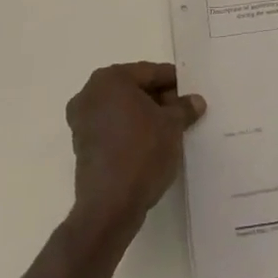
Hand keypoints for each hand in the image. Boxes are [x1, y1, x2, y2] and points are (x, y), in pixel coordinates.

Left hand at [66, 62, 205, 232]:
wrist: (110, 205)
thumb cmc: (142, 152)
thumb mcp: (172, 126)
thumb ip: (184, 108)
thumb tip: (195, 101)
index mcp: (110, 79)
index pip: (149, 72)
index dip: (173, 82)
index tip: (191, 91)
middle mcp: (90, 93)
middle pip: (133, 89)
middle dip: (158, 98)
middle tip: (183, 111)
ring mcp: (82, 121)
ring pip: (122, 109)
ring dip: (144, 115)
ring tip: (170, 128)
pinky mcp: (82, 146)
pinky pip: (112, 128)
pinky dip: (130, 130)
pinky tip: (151, 144)